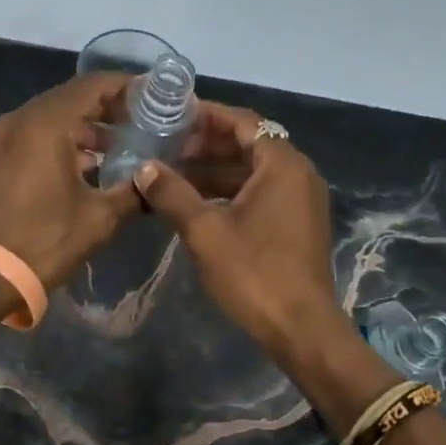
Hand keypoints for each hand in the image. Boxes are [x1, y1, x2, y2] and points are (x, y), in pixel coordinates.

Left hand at [0, 72, 142, 291]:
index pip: (92, 86)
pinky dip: (61, 142)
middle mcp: (18, 120)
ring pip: (51, 118)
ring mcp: (0, 138)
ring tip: (120, 149)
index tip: (155, 99)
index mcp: (45, 124)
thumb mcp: (99, 219)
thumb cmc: (44, 242)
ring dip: (85, 129)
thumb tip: (156, 182)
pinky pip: (33, 136)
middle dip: (108, 109)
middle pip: (71, 98)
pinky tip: (86, 167)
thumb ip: (133, 192)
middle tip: (142, 125)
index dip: (127, 88)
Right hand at [134, 102, 346, 358]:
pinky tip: (199, 204)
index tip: (171, 116)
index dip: (205, 116)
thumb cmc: (254, 274)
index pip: (242, 122)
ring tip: (174, 175)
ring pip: (254, 172)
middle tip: (166, 148)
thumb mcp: (206, 232)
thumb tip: (144, 168)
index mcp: (282, 164)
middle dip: (207, 145)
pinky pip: (262, 194)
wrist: (301, 327)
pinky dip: (231, 192)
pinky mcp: (298, 224)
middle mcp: (299, 174)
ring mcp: (301, 200)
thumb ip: (173, 194)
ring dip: (216, 171)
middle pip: (249, 144)